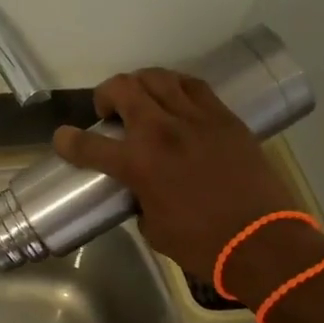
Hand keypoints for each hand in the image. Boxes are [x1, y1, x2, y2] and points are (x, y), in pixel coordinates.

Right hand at [52, 69, 313, 285]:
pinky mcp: (225, 117)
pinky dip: (175, 87)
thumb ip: (139, 200)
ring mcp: (196, 118)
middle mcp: (162, 131)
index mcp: (138, 164)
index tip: (62, 139)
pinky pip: (194, 87)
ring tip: (143, 100)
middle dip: (106, 96)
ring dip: (140, 84)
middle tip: (109, 113)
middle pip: (122, 88)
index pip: (88, 145)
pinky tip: (175, 100)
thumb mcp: (154, 228)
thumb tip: (140, 191)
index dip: (67, 141)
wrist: (261, 241)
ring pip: (158, 78)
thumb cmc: (202, 244)